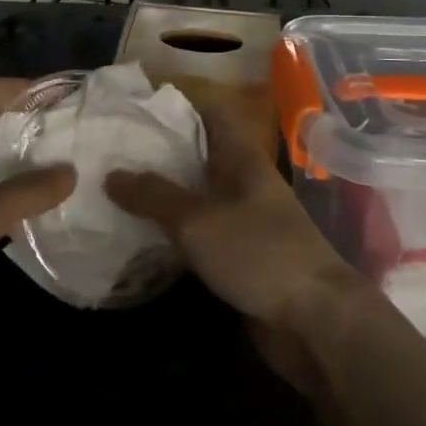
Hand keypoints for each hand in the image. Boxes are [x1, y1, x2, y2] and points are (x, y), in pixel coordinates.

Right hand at [106, 105, 364, 392]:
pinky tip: (138, 233)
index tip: (135, 105)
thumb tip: (111, 174)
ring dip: (161, 192)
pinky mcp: (239, 255)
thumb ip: (154, 196)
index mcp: (242, 157)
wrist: (315, 321)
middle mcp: (243, 181)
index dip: (177, 103)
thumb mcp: (198, 220)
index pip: (210, 112)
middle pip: (198, 153)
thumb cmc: (259, 253)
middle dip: (159, 150)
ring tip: (114, 187)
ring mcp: (243, 219)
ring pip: (196, 193)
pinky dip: (171, 229)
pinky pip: (198, 231)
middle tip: (112, 148)